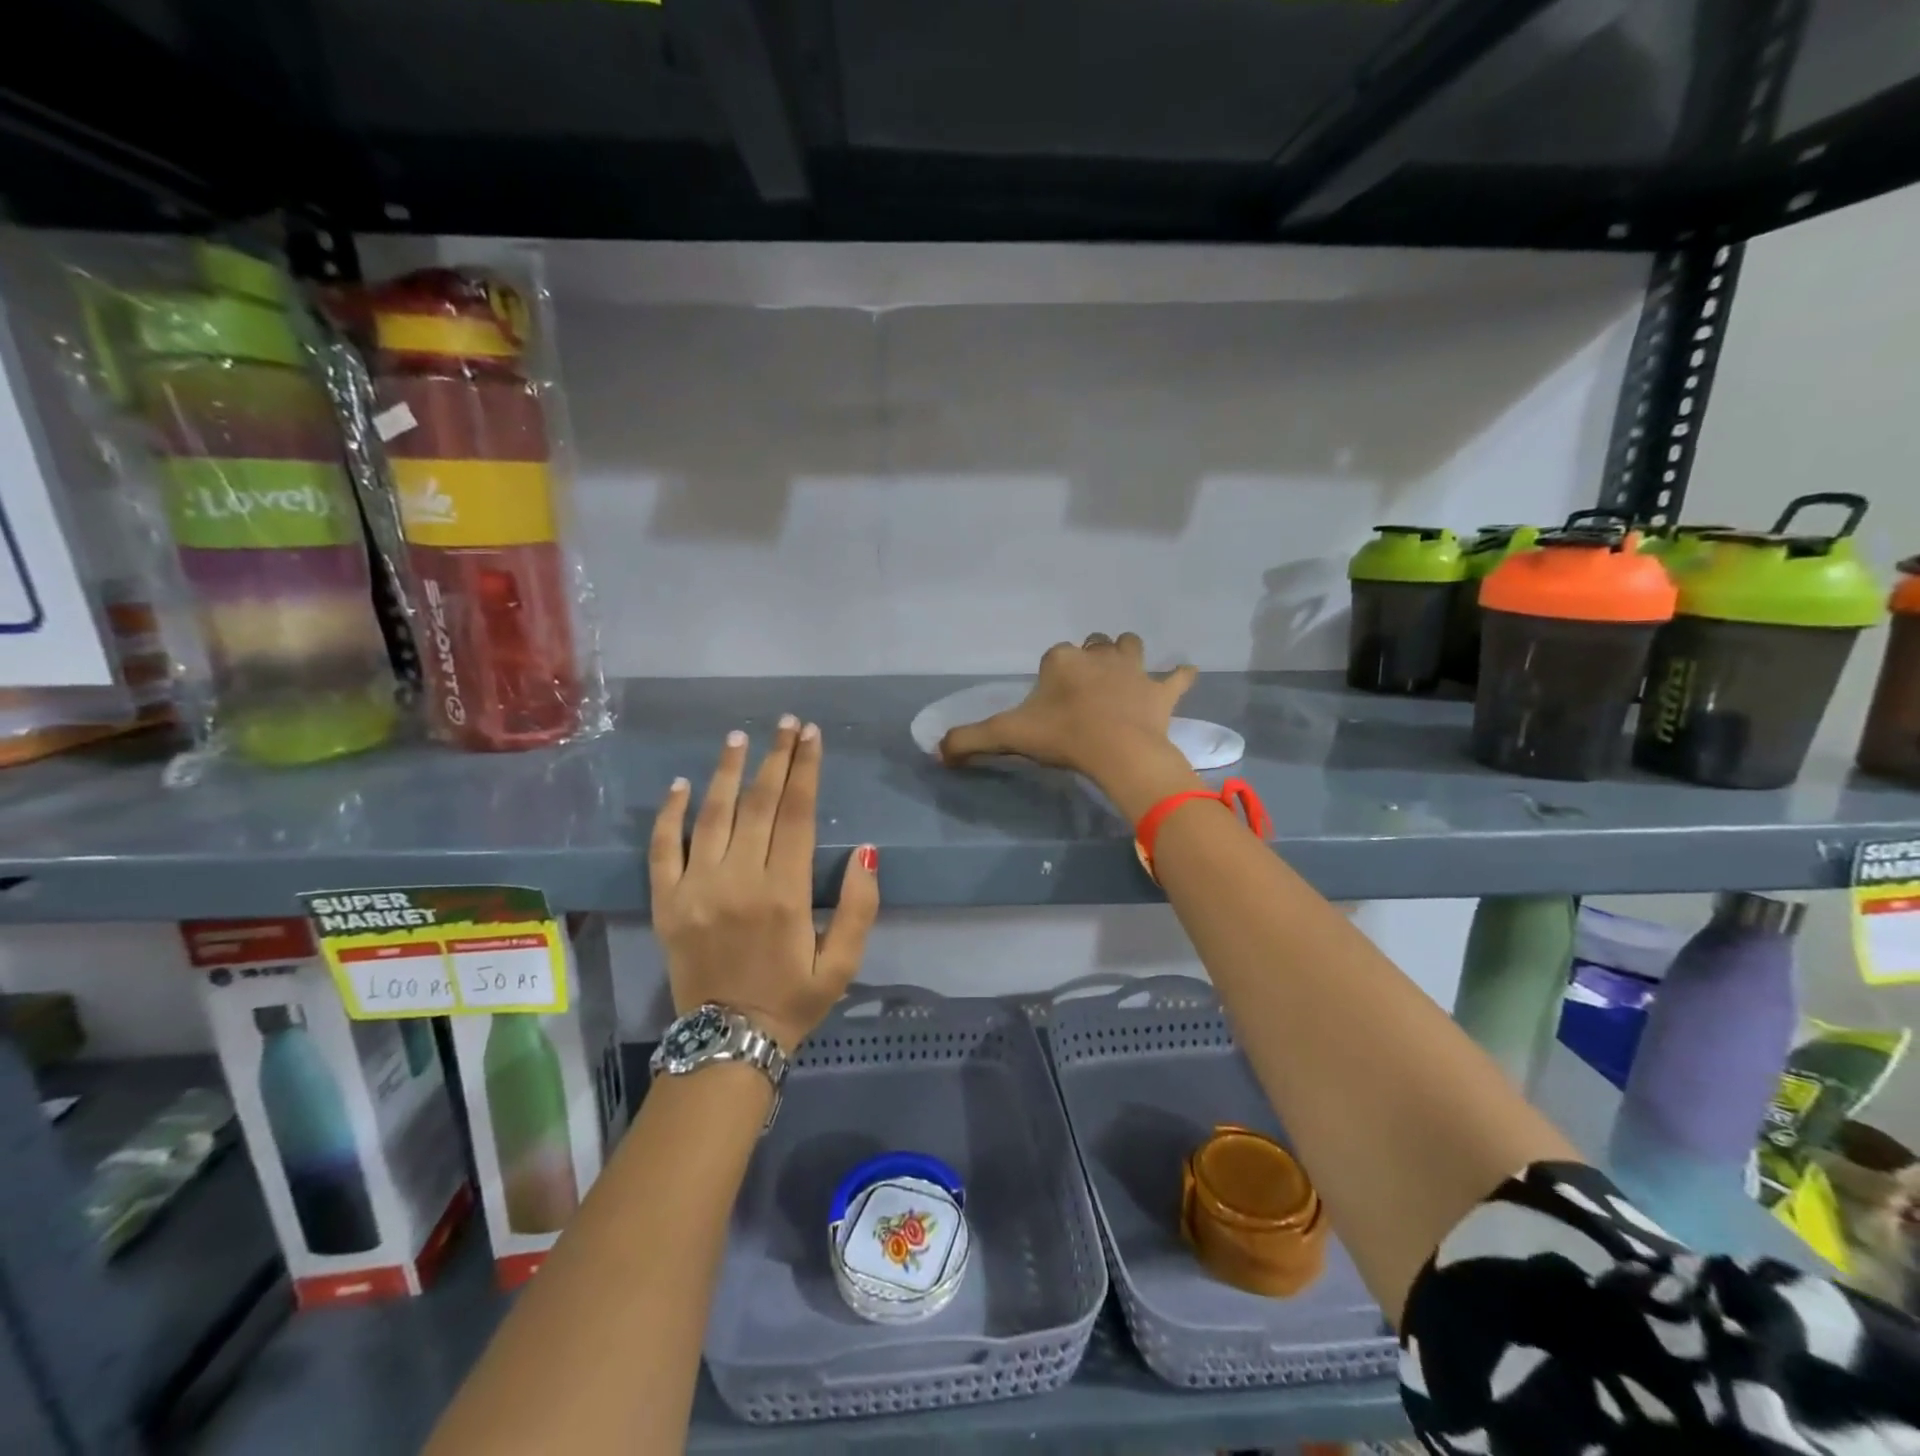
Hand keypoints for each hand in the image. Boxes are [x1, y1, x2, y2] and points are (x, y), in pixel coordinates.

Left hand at [650, 717, 878, 1053]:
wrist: (726, 1044)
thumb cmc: (794, 1000)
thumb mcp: (844, 964)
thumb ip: (860, 907)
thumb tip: (867, 851)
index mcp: (785, 893)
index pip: (797, 814)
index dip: (805, 771)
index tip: (811, 736)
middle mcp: (739, 881)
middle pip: (758, 804)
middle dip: (775, 758)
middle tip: (786, 724)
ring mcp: (696, 889)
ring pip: (712, 815)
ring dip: (727, 772)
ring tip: (739, 737)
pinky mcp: (666, 902)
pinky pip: (663, 848)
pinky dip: (670, 814)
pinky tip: (681, 784)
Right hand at [937, 633, 1202, 816]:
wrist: (1116, 751)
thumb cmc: (1062, 737)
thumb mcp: (1007, 736)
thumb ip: (969, 740)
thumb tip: (936, 750)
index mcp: (1061, 660)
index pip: (1053, 658)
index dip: (1052, 677)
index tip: (1050, 703)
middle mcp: (1097, 655)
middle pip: (1093, 646)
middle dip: (1089, 659)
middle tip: (1084, 689)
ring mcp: (1133, 669)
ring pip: (1129, 647)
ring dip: (1126, 656)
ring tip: (1123, 674)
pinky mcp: (1161, 690)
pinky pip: (1177, 677)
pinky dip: (1179, 677)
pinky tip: (1182, 677)